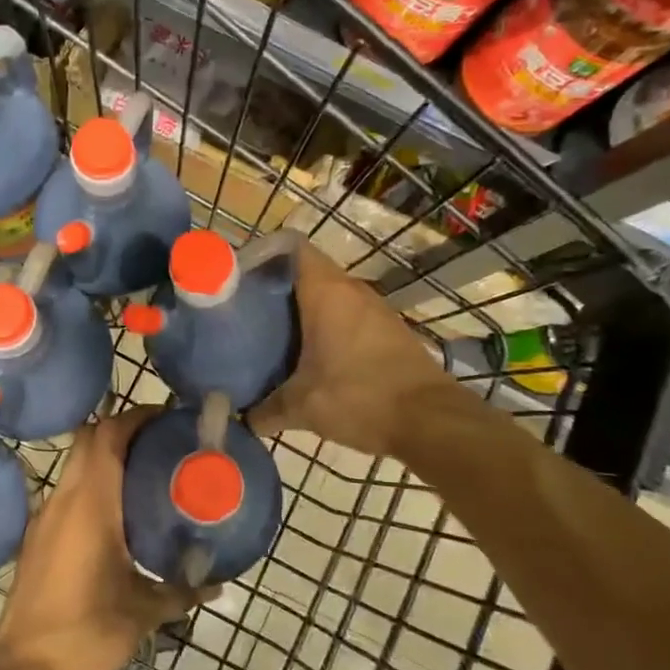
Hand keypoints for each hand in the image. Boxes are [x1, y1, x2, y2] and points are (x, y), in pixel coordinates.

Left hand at [0, 409, 207, 669]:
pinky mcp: (37, 537)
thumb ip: (182, 591)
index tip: (167, 418)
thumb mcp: (143, 612)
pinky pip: (67, 491)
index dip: (136, 418)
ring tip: (144, 471)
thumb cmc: (88, 635)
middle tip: (159, 441)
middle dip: (121, 430)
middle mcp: (63, 499)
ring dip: (105, 456)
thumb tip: (217, 585)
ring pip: (74, 464)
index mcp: (90, 504)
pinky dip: (92, 483)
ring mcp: (44, 517)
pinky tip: (116, 512)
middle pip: (88, 439)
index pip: (107, 436)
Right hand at [249, 242, 455, 459]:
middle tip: (246, 313)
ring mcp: (374, 308)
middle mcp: (351, 290)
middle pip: (306, 273)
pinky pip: (347, 316)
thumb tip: (243, 418)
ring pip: (328, 295)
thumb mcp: (302, 407)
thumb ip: (265, 409)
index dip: (264, 256)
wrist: (430, 420)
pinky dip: (327, 327)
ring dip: (303, 310)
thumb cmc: (359, 397)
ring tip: (272, 335)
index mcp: (326, 292)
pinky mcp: (388, 330)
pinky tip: (310, 356)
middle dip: (276, 289)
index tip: (239, 279)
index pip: (292, 248)